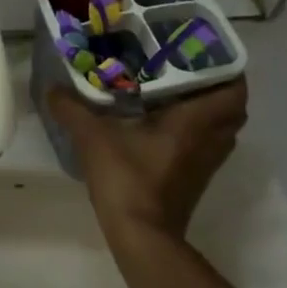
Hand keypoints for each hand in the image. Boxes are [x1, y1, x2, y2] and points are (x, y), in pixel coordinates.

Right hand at [46, 81, 250, 242]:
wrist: (142, 238)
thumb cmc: (127, 179)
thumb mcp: (93, 138)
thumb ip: (72, 109)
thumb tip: (52, 88)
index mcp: (195, 121)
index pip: (233, 88)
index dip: (225, 66)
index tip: (200, 49)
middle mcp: (210, 139)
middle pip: (233, 107)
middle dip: (216, 84)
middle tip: (185, 67)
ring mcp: (206, 162)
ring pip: (221, 127)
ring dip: (206, 108)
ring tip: (173, 89)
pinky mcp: (196, 178)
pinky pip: (206, 144)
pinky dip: (195, 129)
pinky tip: (162, 121)